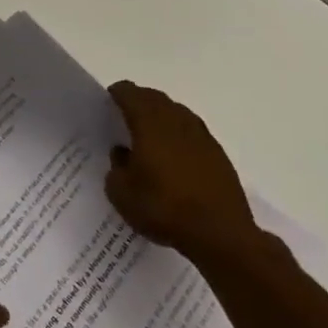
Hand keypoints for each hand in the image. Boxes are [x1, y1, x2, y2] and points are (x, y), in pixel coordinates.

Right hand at [105, 81, 260, 261]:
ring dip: (162, 116)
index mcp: (149, 123)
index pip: (130, 93)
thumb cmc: (164, 208)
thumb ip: (116, 168)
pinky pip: (193, 132)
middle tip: (124, 115)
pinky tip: (174, 156)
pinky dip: (179, 135)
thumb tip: (122, 153)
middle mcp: (177, 121)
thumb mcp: (122, 194)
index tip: (106, 102)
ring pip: (177, 113)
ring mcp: (202, 136)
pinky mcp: (219, 155)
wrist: (220, 234)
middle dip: (139, 101)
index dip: (117, 94)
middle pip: (155, 98)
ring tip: (149, 134)